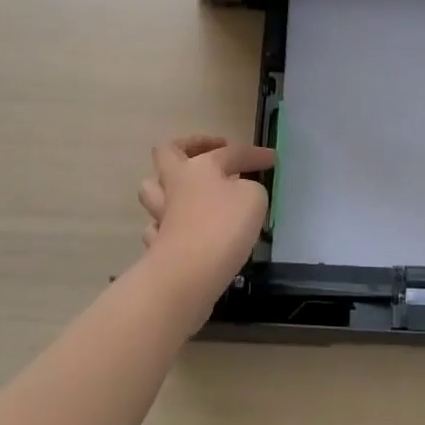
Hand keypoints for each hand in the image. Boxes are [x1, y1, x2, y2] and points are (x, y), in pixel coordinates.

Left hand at [138, 136, 273, 319]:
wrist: (186, 276)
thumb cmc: (223, 227)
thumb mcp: (253, 198)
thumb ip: (250, 188)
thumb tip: (239, 192)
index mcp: (198, 167)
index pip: (230, 152)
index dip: (254, 154)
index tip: (272, 159)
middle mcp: (175, 185)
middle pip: (168, 153)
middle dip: (188, 148)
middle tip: (210, 154)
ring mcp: (162, 215)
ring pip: (153, 190)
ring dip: (169, 186)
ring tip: (191, 192)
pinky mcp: (157, 246)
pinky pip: (157, 227)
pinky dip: (168, 225)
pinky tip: (181, 229)